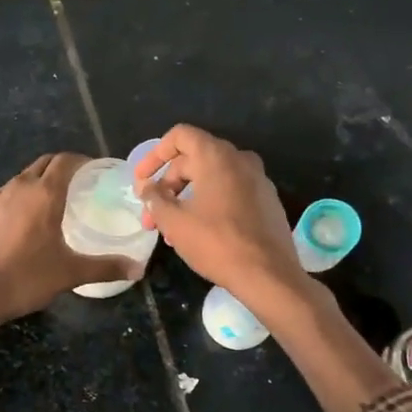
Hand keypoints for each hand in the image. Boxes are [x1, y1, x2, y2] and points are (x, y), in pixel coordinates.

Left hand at [0, 153, 141, 344]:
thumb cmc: (25, 278)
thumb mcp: (70, 273)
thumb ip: (105, 267)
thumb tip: (138, 269)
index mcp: (44, 194)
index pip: (65, 161)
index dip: (82, 160)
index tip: (95, 170)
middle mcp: (18, 187)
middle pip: (43, 164)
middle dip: (62, 167)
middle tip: (79, 183)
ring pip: (22, 178)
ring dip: (39, 181)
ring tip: (53, 203)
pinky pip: (6, 196)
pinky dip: (20, 198)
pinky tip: (24, 222)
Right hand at [133, 125, 307, 314]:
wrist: (269, 276)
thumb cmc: (216, 243)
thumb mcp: (174, 222)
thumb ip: (154, 199)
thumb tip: (147, 188)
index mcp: (217, 156)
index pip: (180, 136)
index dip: (155, 155)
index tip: (142, 181)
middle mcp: (240, 160)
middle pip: (193, 159)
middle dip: (167, 186)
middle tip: (151, 215)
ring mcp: (258, 180)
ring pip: (211, 178)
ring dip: (185, 198)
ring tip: (169, 230)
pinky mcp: (267, 201)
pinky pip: (230, 192)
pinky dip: (208, 203)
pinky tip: (197, 233)